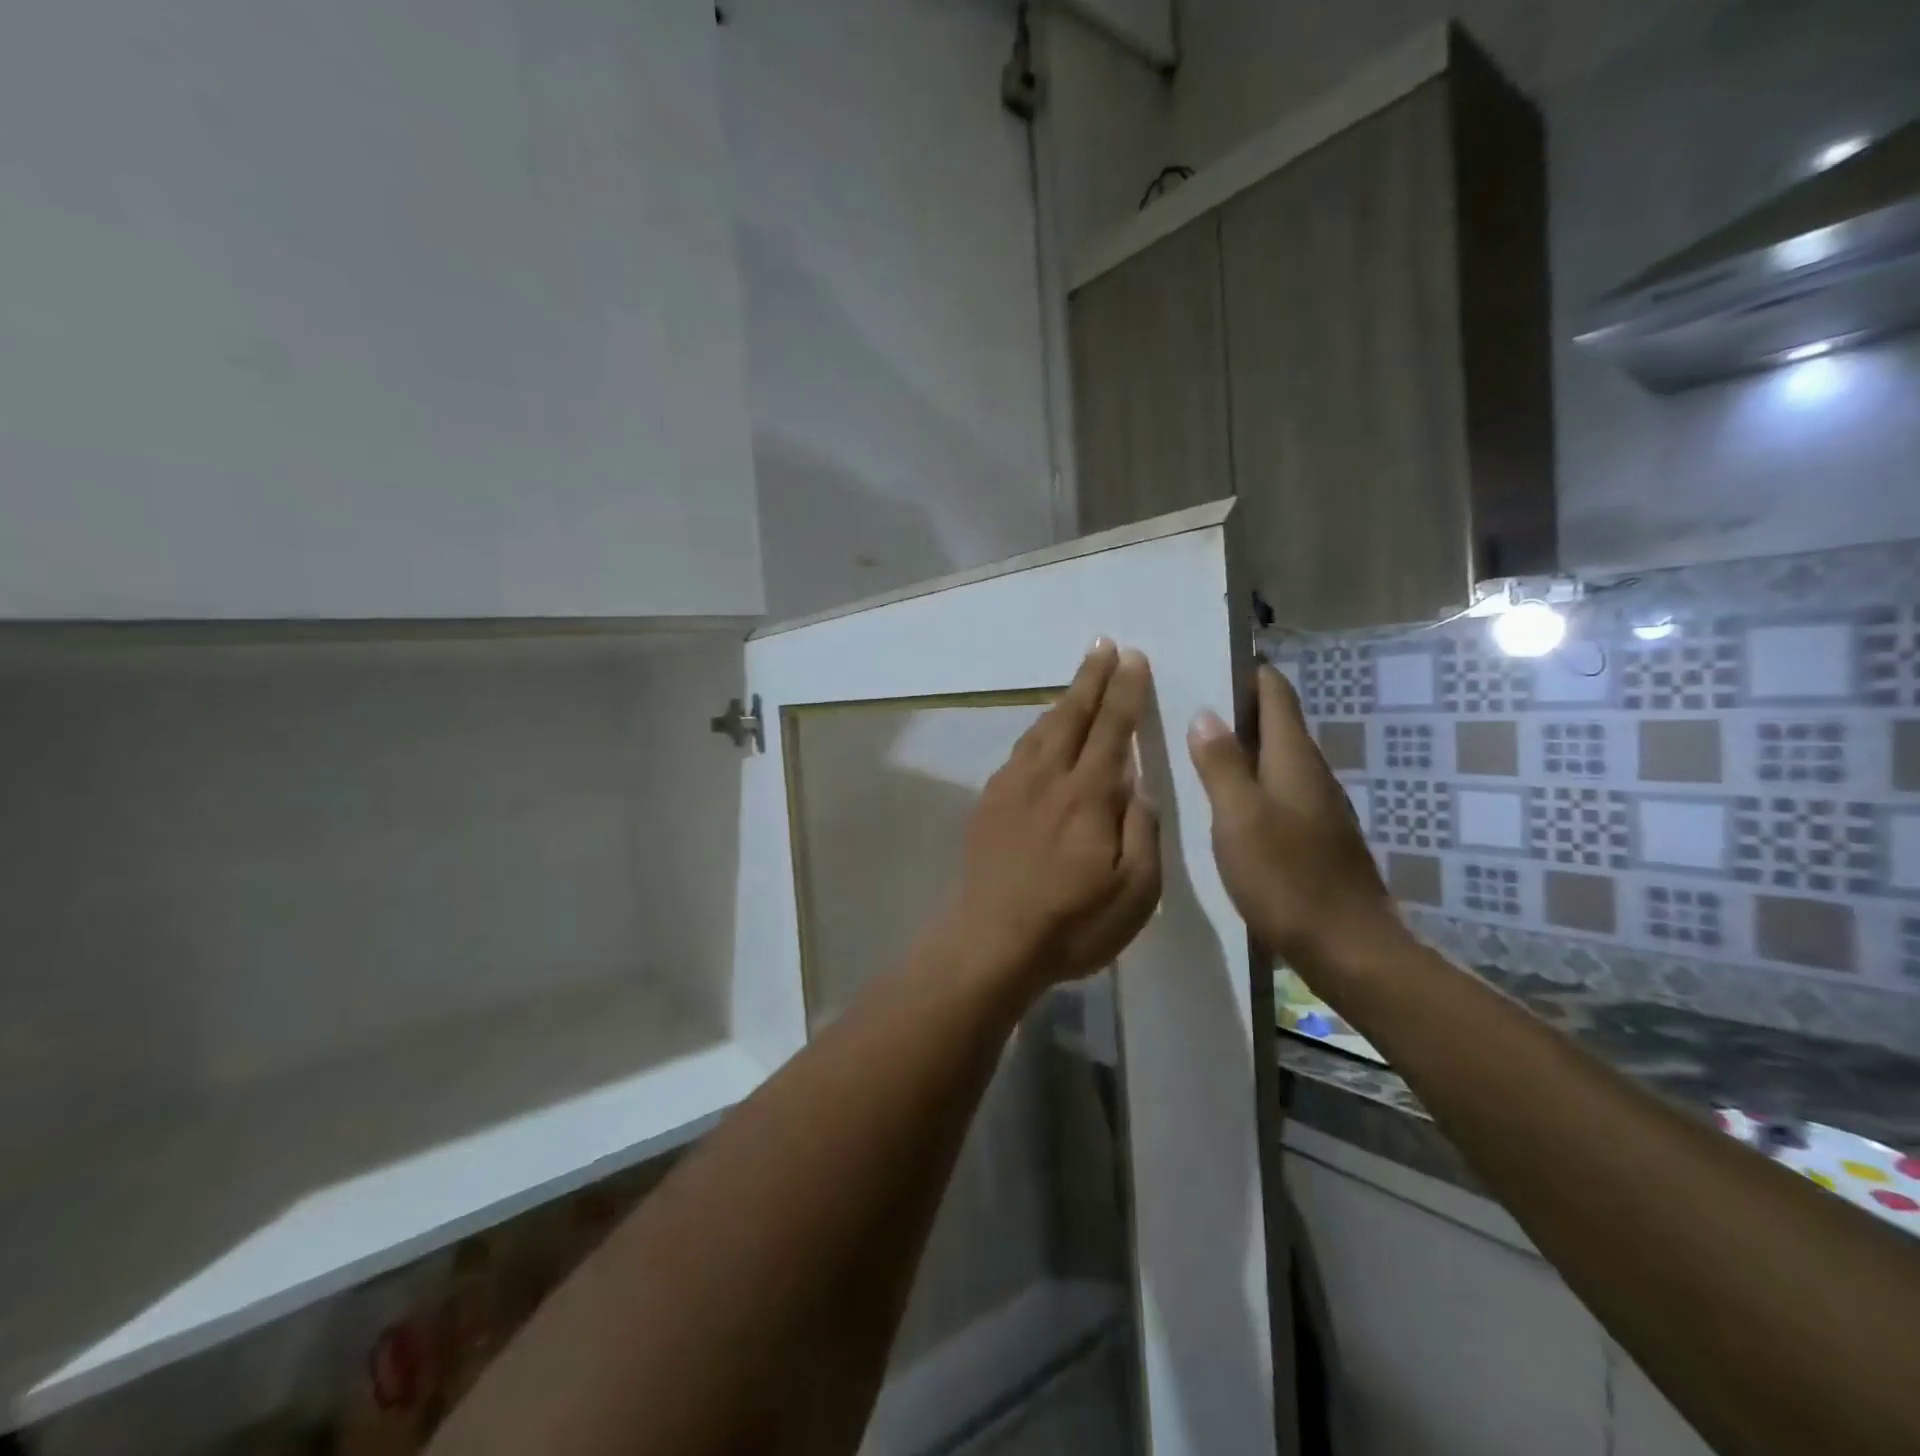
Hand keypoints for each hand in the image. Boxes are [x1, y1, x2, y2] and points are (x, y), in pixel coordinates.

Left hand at [938, 640, 1161, 994]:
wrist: (990, 941)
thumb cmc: (1071, 924)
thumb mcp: (1135, 892)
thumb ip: (1142, 832)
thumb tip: (1140, 787)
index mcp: (1088, 795)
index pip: (1113, 729)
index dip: (1125, 692)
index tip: (1133, 658)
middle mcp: (1048, 778)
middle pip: (1073, 715)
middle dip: (1091, 678)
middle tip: (1103, 644)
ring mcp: (1012, 788)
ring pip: (1041, 729)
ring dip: (1063, 699)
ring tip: (1078, 680)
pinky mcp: (989, 803)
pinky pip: (1019, 751)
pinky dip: (1037, 730)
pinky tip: (1041, 732)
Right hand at [1187, 665, 1399, 972]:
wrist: (1348, 947)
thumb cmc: (1288, 878)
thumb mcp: (1240, 818)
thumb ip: (1221, 765)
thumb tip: (1207, 714)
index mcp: (1294, 759)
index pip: (1275, 692)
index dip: (1247, 671)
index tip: (1207, 658)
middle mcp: (1310, 774)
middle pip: (1275, 722)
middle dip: (1234, 707)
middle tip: (1183, 701)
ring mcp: (1314, 807)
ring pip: (1273, 759)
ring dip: (1238, 746)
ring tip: (1191, 745)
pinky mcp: (1312, 836)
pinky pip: (1274, 791)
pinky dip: (1246, 781)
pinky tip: (1218, 799)